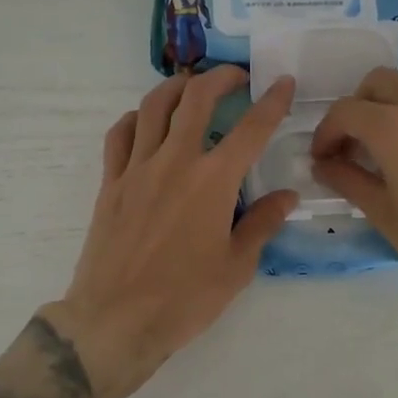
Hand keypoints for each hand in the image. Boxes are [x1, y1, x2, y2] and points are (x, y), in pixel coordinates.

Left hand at [49, 66, 298, 397]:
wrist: (116, 320)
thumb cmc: (184, 299)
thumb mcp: (236, 267)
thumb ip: (262, 223)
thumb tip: (287, 196)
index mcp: (212, 181)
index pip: (251, 129)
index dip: (272, 101)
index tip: (282, 82)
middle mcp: (174, 162)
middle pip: (196, 99)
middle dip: (220, 78)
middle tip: (236, 77)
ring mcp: (137, 169)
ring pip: (153, 107)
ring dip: (176, 87)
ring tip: (191, 87)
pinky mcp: (110, 183)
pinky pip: (119, 135)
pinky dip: (135, 119)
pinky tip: (145, 122)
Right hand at [309, 69, 397, 322]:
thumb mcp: (384, 214)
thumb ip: (347, 180)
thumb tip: (324, 165)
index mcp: (395, 127)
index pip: (345, 111)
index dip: (326, 134)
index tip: (323, 159)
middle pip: (377, 83)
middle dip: (356, 108)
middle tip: (351, 146)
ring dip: (388, 104)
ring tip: (384, 145)